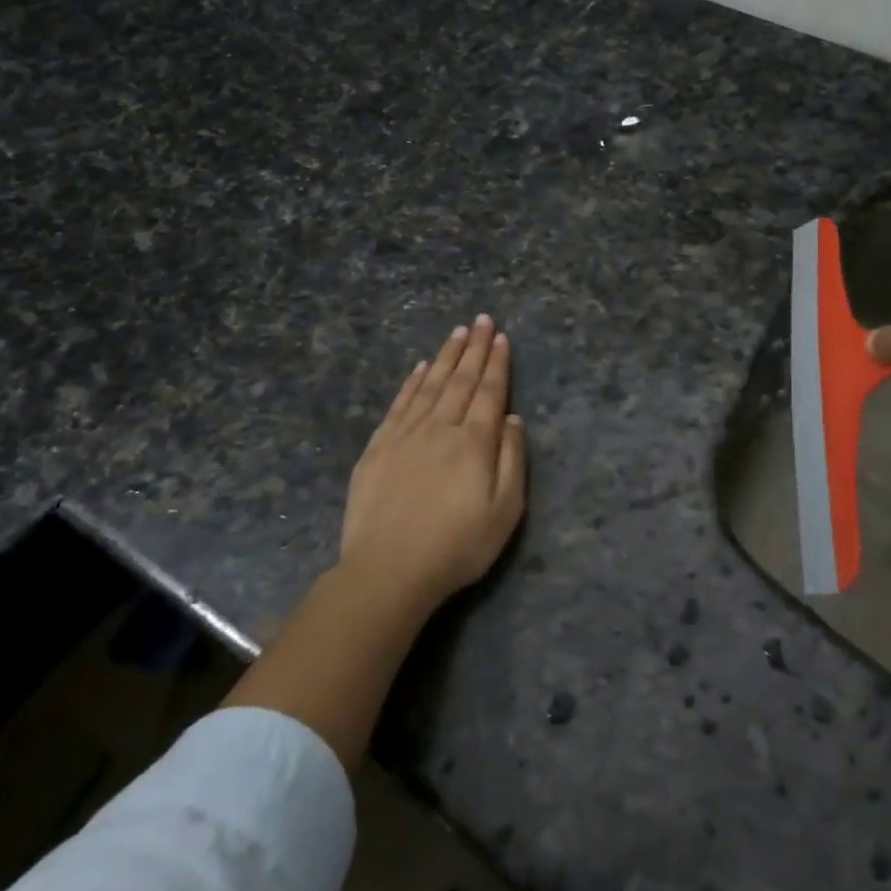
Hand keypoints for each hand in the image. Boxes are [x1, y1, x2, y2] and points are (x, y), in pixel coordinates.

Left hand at [340, 315, 527, 608]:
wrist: (388, 570)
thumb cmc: (457, 546)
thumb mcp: (505, 511)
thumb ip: (512, 461)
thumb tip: (513, 420)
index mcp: (474, 442)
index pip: (489, 392)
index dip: (496, 363)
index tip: (500, 337)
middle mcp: (440, 428)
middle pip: (460, 380)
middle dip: (473, 348)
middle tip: (481, 319)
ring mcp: (405, 435)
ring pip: (429, 385)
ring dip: (445, 357)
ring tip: (456, 333)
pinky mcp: (378, 448)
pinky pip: (399, 404)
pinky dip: (411, 382)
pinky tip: (419, 368)